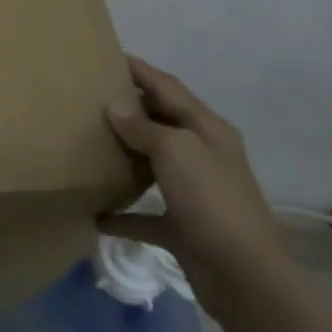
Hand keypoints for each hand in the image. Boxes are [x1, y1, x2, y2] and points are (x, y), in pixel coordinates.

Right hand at [99, 55, 291, 318]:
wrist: (243, 276)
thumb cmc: (211, 201)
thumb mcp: (175, 151)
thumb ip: (143, 126)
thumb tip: (115, 105)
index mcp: (207, 129)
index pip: (168, 87)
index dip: (139, 69)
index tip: (105, 55)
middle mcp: (202, 155)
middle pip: (161, 122)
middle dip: (129, 109)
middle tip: (88, 98)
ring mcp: (194, 193)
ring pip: (153, 165)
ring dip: (124, 156)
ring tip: (87, 143)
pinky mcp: (183, 227)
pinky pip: (145, 214)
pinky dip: (122, 212)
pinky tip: (95, 212)